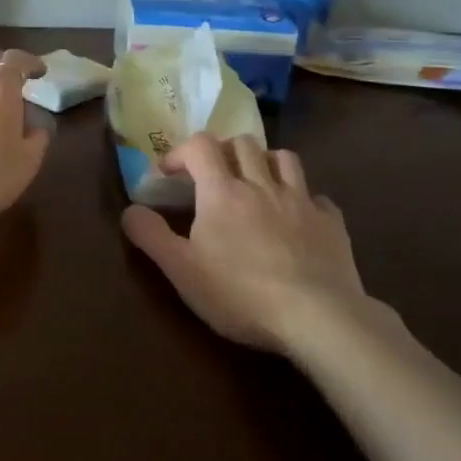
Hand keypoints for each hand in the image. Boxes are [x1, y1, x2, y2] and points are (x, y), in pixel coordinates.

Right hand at [121, 133, 392, 352]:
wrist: (317, 317)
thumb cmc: (240, 294)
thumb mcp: (181, 270)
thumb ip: (151, 236)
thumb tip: (130, 210)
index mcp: (223, 191)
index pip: (200, 145)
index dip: (181, 152)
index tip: (169, 173)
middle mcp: (262, 184)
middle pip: (243, 143)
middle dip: (223, 151)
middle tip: (212, 175)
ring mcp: (301, 201)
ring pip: (284, 158)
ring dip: (265, 162)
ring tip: (256, 183)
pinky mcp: (331, 222)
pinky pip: (317, 196)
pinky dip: (303, 199)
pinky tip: (297, 219)